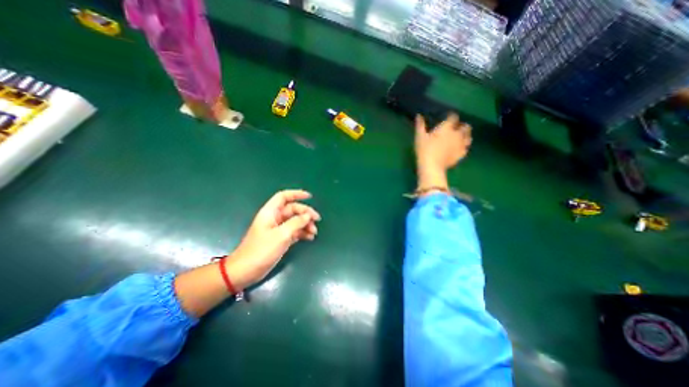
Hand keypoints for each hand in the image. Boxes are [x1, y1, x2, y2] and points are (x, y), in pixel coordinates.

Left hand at [226, 189, 323, 291]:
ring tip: (314, 232)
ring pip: (295, 221)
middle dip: (305, 213)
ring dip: (305, 224)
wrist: (246, 271)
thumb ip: (296, 223)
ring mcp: (277, 229)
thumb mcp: (281, 235)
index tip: (310, 197)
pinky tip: (310, 237)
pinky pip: (294, 231)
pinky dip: (302, 233)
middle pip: (292, 210)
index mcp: (270, 212)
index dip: (296, 194)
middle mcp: (274, 218)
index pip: (283, 197)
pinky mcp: (279, 239)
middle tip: (317, 220)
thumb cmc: (261, 250)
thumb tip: (308, 215)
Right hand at [414, 111, 474, 172]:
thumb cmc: (424, 150)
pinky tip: (459, 148)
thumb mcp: (420, 137)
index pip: (453, 117)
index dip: (451, 116)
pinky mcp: (461, 154)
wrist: (432, 166)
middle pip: (465, 127)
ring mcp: (460, 145)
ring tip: (460, 137)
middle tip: (455, 128)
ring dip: (465, 135)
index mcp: (446, 128)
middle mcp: (456, 134)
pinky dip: (464, 147)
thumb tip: (418, 115)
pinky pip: (466, 148)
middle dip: (461, 126)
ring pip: (468, 137)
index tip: (448, 117)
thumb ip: (420, 125)